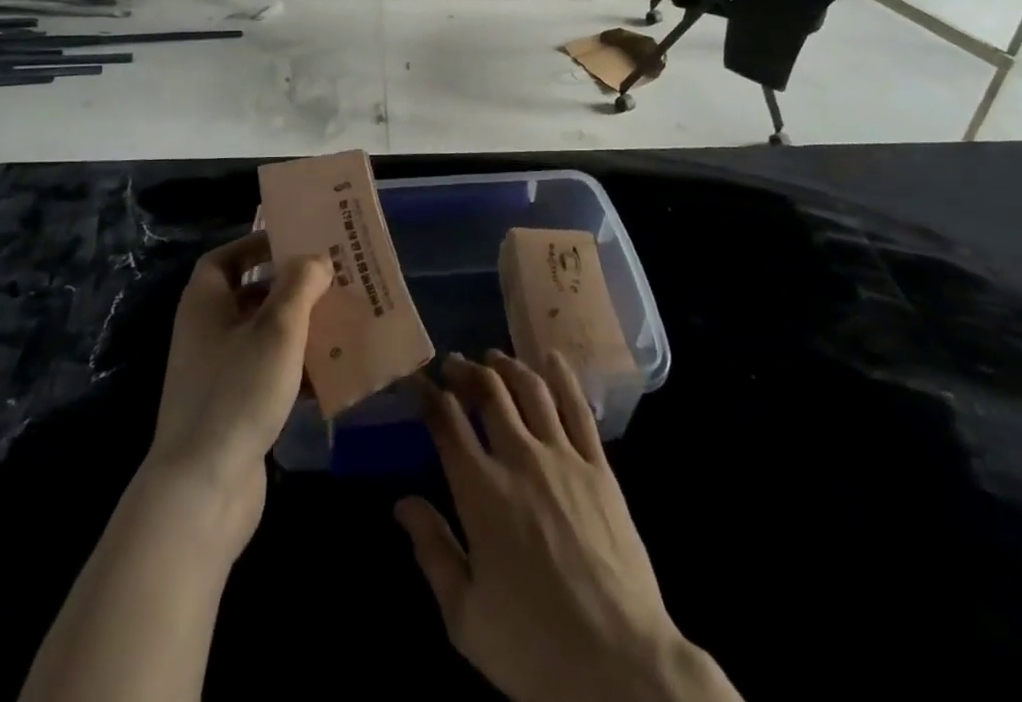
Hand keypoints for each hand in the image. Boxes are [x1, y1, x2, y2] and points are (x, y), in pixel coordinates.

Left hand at [145, 232, 330, 552]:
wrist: (202, 490)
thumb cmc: (237, 391)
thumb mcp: (277, 328)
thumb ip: (300, 284)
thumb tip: (315, 259)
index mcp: (205, 304)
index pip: (225, 259)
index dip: (256, 246)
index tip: (295, 243)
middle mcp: (206, 333)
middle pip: (250, 297)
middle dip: (291, 289)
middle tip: (332, 281)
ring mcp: (218, 375)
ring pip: (264, 337)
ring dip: (300, 330)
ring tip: (341, 323)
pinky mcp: (234, 411)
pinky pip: (269, 375)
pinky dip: (297, 370)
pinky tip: (332, 376)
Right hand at [397, 352, 739, 701]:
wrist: (620, 665)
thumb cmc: (534, 647)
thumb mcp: (465, 617)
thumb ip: (432, 551)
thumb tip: (402, 502)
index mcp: (480, 492)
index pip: (447, 424)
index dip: (428, 395)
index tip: (417, 380)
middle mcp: (519, 459)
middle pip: (488, 394)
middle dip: (466, 371)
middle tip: (454, 363)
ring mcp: (563, 457)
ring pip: (531, 390)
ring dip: (508, 366)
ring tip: (493, 357)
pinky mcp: (599, 467)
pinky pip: (578, 409)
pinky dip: (563, 377)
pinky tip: (552, 358)